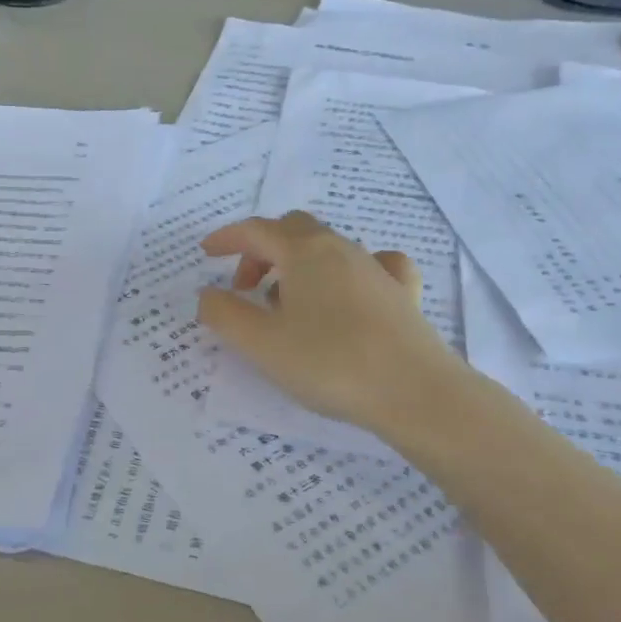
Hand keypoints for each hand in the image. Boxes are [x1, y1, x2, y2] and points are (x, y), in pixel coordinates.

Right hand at [196, 211, 462, 435]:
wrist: (414, 391)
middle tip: (244, 288)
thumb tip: (208, 294)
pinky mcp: (403, 294)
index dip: (227, 238)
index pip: (256, 230)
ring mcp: (376, 268)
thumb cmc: (328, 363)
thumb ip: (224, 314)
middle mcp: (341, 248)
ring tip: (286, 305)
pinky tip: (349, 292)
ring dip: (298, 266)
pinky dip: (348, 272)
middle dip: (261, 251)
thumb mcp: (261, 344)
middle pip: (293, 231)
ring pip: (328, 248)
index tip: (206, 253)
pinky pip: (371, 266)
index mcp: (304, 252)